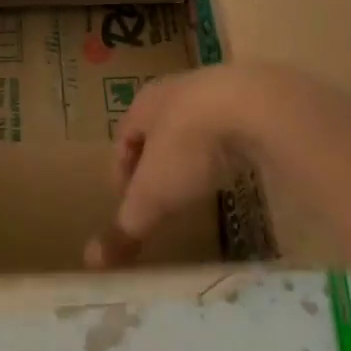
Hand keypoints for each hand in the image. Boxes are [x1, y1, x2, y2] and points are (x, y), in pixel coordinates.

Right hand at [85, 64, 344, 268]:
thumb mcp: (153, 193)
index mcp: (144, 105)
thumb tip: (93, 260)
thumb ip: (126, 225)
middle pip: (159, 129)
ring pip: (197, 126)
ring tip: (201, 186)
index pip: (123, 138)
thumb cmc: (189, 145)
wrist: (256, 105)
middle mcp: (176, 91)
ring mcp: (217, 90)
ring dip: (195, 154)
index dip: (122, 172)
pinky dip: (229, 149)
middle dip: (158, 161)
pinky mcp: (255, 98)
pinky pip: (233, 128)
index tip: (128, 204)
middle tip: (163, 197)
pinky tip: (239, 170)